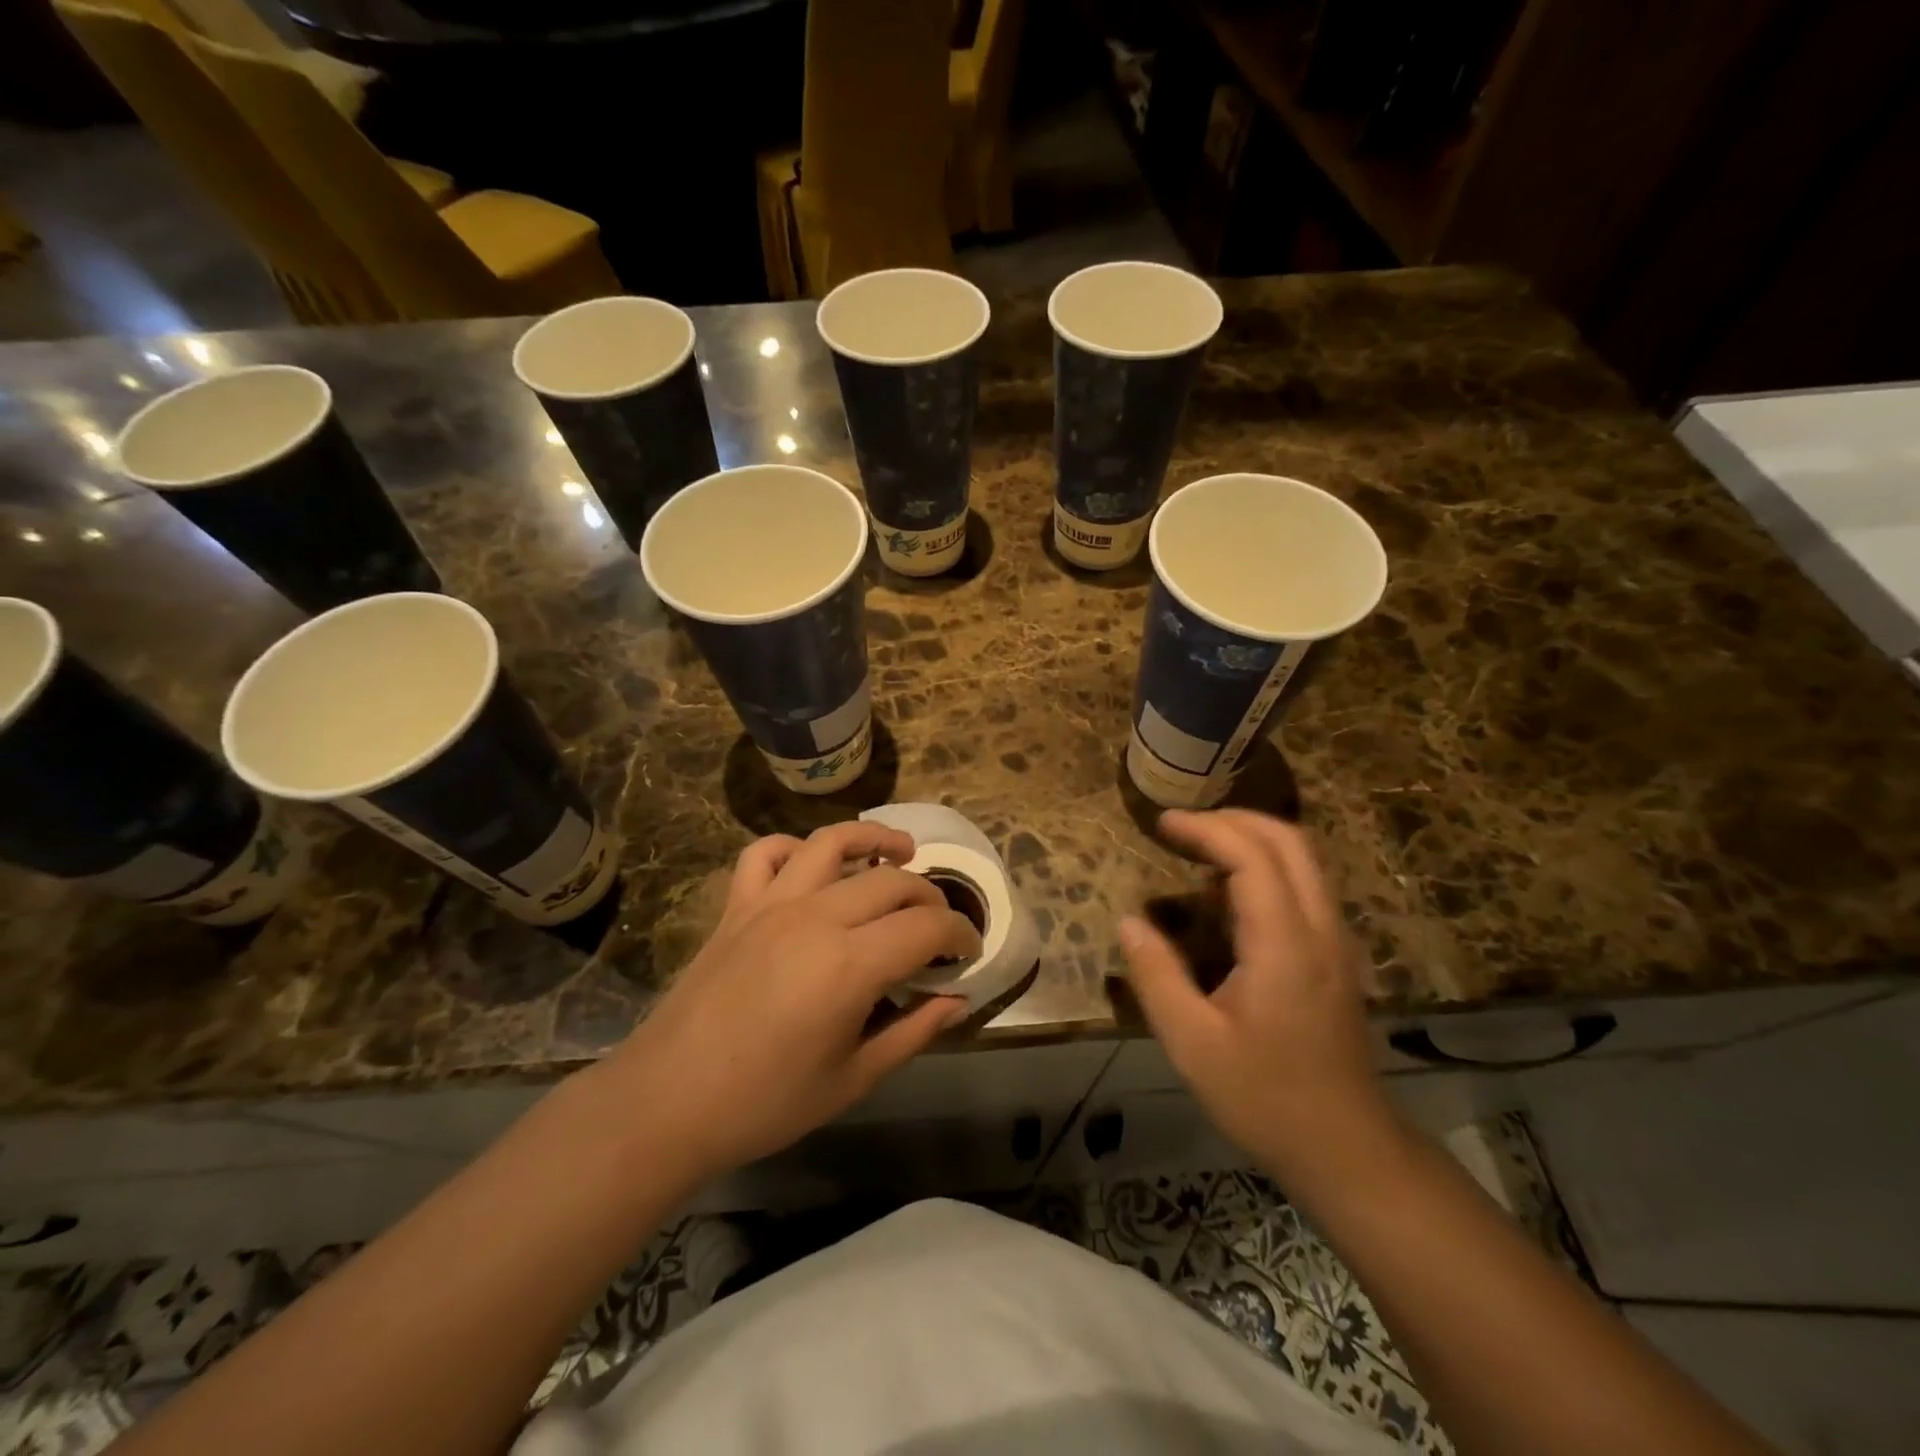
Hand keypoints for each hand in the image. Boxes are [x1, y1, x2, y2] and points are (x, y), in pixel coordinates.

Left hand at [599, 822, 979, 1186]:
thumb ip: (913, 1031)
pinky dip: (796, 848)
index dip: (959, 933)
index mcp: (850, 964)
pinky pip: (766, 853)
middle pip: (891, 880)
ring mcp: (771, 904)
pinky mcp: (737, 906)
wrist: (666, 1104)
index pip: (926, 926)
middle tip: (940, 924)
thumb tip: (957, 1000)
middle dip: (929, 895)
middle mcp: (815, 917)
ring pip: (832, 843)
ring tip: (900, 852)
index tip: (969, 950)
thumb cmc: (766, 1103)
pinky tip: (814, 866)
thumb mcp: (853, 1078)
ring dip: (874, 839)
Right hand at [1119, 810, 1397, 1184]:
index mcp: (1284, 944)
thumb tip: (1129, 922)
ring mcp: (1336, 941)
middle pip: (1288, 840)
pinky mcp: (1336, 956)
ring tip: (1198, 853)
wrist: (1348, 1148)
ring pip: (1302, 859)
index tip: (1161, 824)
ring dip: (1251, 840)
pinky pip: (1304, 886)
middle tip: (1181, 828)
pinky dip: (1266, 867)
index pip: (1251, 856)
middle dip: (1232, 820)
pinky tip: (1228, 897)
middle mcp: (1320, 928)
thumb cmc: (1266, 1097)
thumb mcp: (1193, 1044)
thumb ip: (1157, 976)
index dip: (1205, 829)